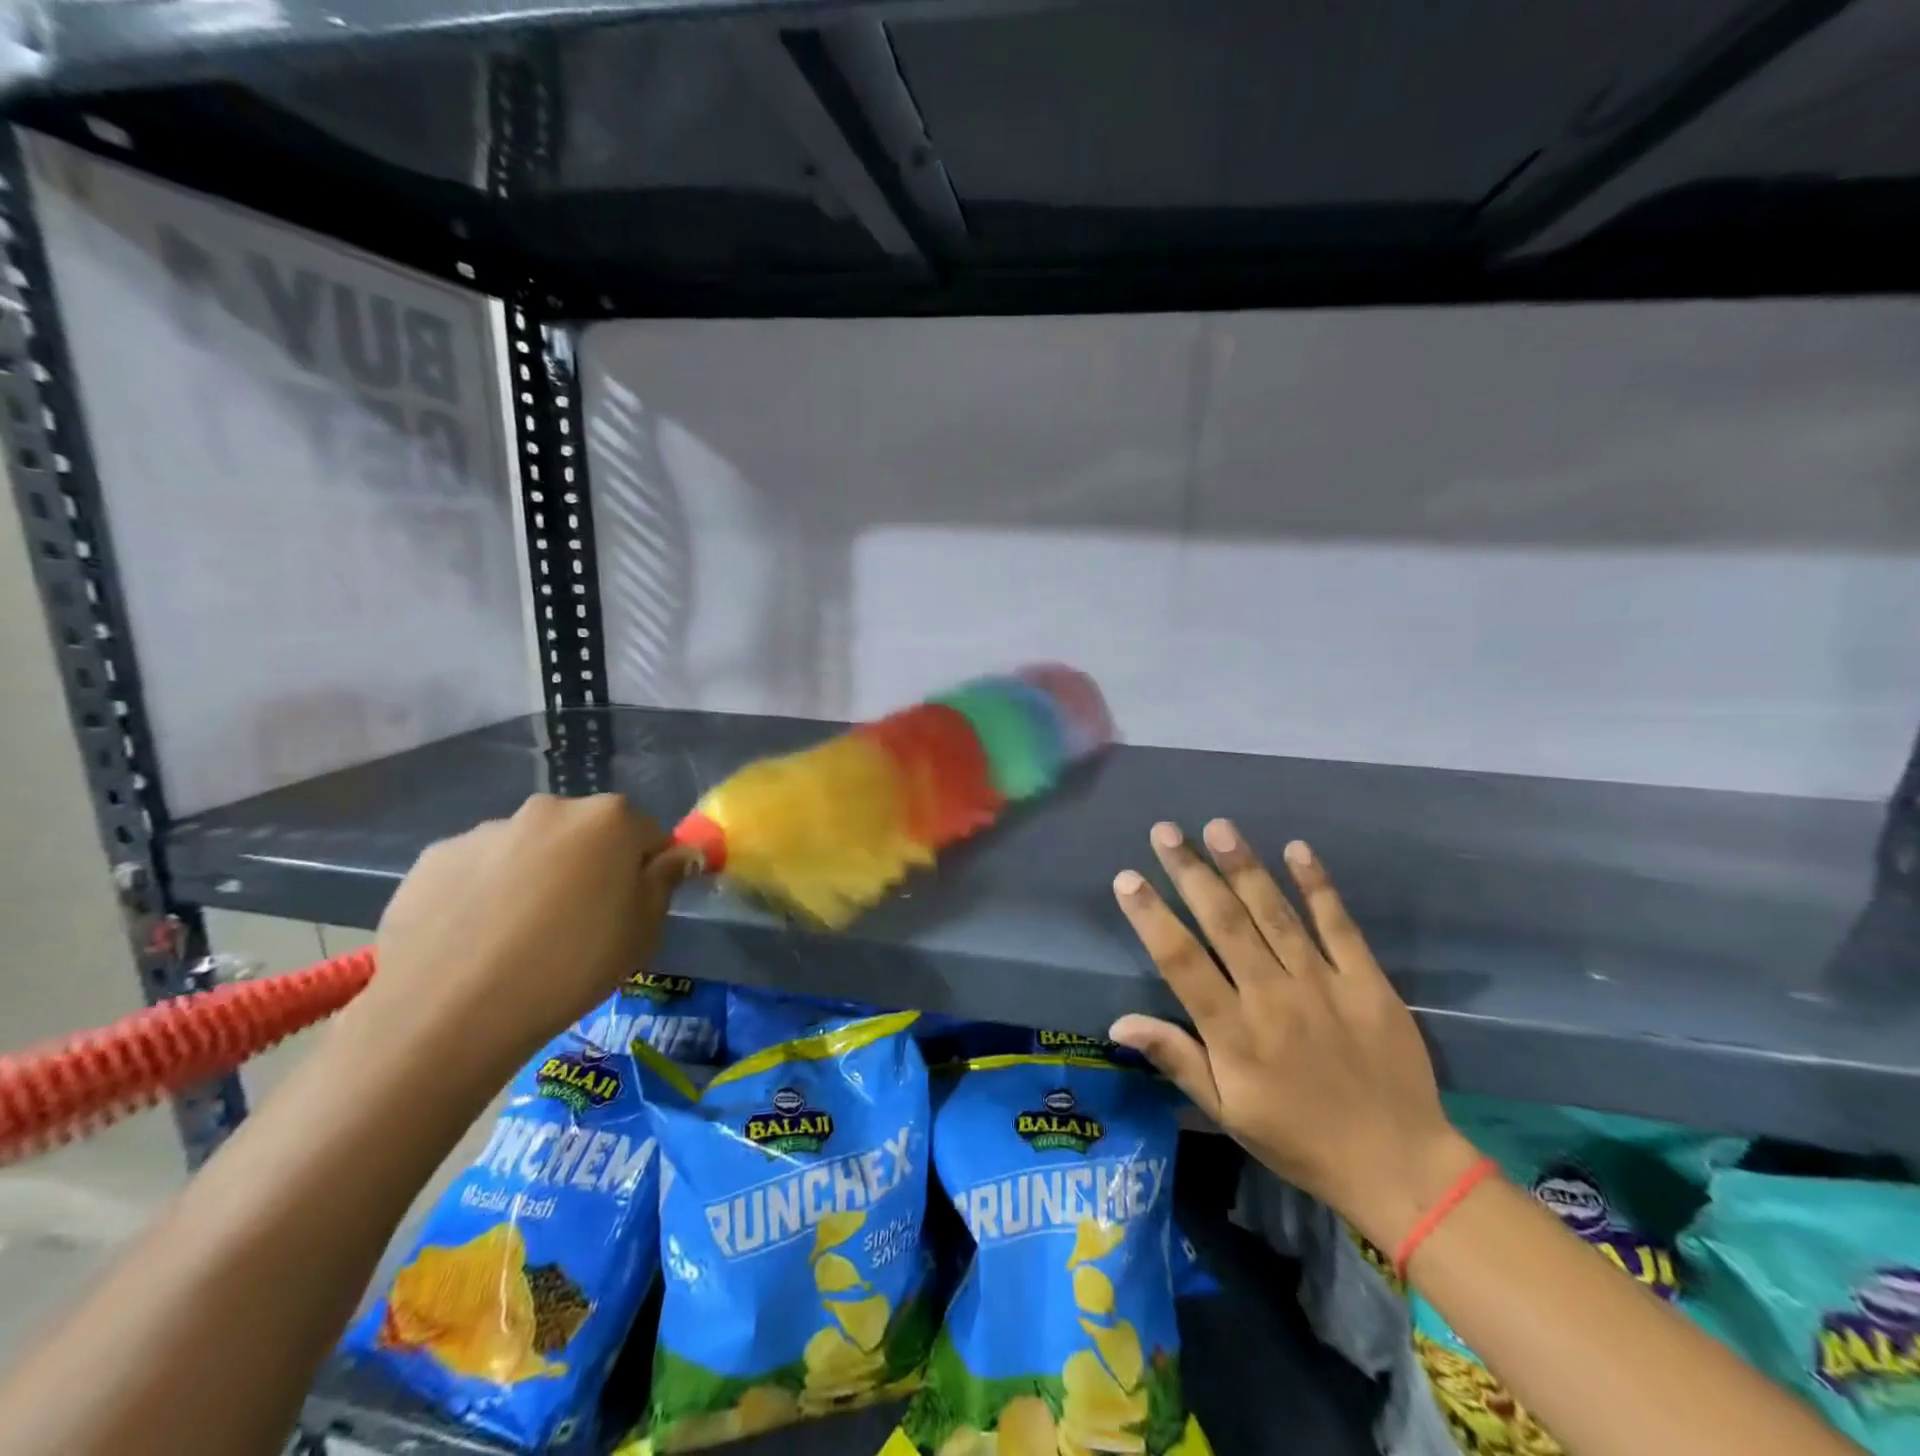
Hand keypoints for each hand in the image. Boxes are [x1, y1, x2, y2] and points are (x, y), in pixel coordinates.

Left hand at [348, 794, 692, 1080]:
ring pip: (530, 849)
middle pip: (586, 834)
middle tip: (580, 923)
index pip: (647, 833)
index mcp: (608, 819)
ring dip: (536, 876)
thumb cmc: (571, 966)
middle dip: (589, 866)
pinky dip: (485, 892)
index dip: (646, 870)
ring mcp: (486, 830)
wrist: (449, 1012)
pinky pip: (479, 869)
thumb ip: (664, 880)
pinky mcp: (434, 858)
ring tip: (520, 937)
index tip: (633, 909)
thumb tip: (681, 854)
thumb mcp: (643, 930)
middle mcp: (549, 809)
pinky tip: (477, 938)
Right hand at [1108, 820, 1478, 1251]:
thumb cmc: (1299, 1139)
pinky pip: (1338, 925)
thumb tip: (1118, 1022)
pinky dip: (1317, 886)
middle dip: (1191, 872)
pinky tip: (1297, 849)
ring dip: (1244, 867)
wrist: (1400, 1167)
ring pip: (1275, 914)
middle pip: (1224, 923)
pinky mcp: (1367, 981)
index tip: (1127, 878)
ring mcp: (1323, 985)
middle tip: (1165, 831)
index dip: (1151, 917)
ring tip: (1218, 827)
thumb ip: (1176, 1059)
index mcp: (1235, 1034)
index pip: (1182, 961)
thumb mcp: (1227, 1112)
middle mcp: (1273, 998)